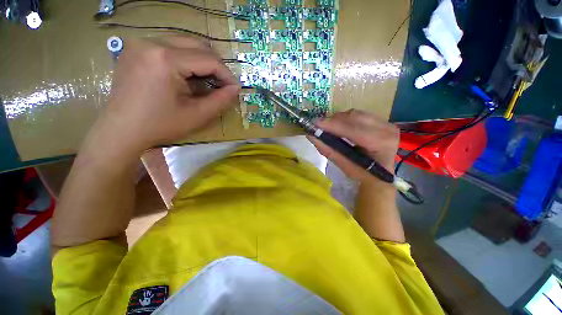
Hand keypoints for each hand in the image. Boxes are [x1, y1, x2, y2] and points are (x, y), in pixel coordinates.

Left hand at [95, 37, 240, 153]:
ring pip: (184, 43)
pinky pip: (169, 46)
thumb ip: (221, 100)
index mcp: (165, 59)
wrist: (121, 130)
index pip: (208, 59)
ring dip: (201, 61)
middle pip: (197, 45)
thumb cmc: (160, 125)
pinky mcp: (135, 49)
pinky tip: (187, 76)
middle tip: (223, 84)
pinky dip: (185, 59)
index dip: (226, 74)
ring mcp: (140, 43)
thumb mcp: (197, 115)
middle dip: (215, 65)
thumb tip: (236, 88)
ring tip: (207, 81)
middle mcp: (151, 42)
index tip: (235, 88)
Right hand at [308, 109, 399, 184]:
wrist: (380, 175)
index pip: (354, 130)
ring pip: (356, 114)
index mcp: (381, 144)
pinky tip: (340, 126)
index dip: (333, 125)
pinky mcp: (383, 121)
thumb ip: (328, 150)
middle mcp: (387, 130)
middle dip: (334, 120)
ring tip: (328, 127)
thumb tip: (311, 136)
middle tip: (319, 126)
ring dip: (339, 119)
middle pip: (355, 117)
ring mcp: (387, 123)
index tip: (315, 124)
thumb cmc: (362, 175)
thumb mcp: (344, 166)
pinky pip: (360, 114)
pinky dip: (346, 119)